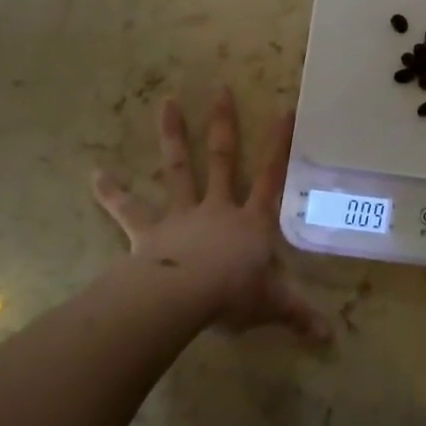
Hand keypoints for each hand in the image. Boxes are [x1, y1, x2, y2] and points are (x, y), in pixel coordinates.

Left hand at [92, 88, 328, 340]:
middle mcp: (217, 207)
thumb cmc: (234, 296)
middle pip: (223, 158)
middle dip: (223, 124)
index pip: (272, 176)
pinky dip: (112, 193)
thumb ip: (299, 315)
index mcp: (251, 221)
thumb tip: (332, 337)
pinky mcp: (150, 231)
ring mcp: (182, 215)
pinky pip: (129, 209)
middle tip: (219, 88)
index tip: (285, 110)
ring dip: (172, 136)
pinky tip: (94, 174)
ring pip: (178, 169)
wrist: (185, 298)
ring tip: (166, 103)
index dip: (280, 145)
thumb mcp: (273, 306)